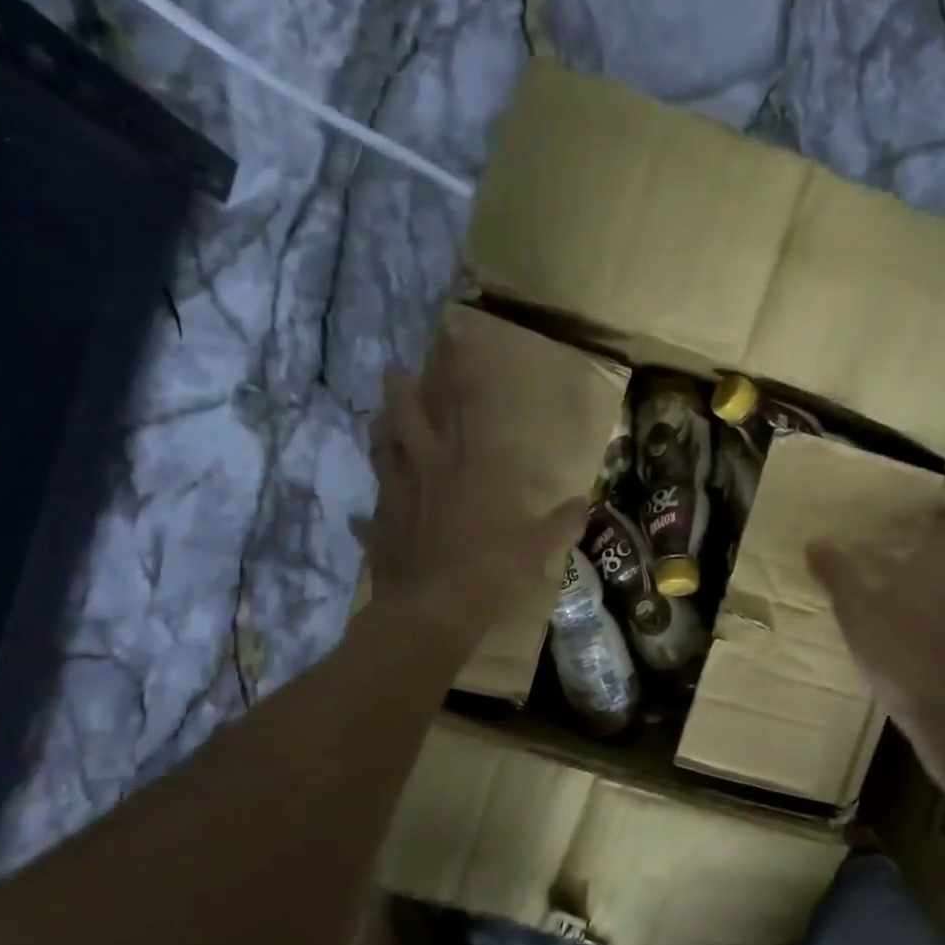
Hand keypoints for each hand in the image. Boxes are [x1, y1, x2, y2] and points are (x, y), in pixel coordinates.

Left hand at [360, 325, 585, 652]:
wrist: (433, 612)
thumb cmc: (491, 571)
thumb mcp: (538, 548)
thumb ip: (560, 523)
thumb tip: (582, 504)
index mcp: (471, 467)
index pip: (466, 404)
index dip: (460, 366)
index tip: (451, 331)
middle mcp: (429, 471)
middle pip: (408, 419)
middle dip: (401, 390)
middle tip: (393, 369)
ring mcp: (398, 498)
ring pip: (383, 453)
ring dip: (379, 432)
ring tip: (376, 416)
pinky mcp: (380, 529)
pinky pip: (371, 516)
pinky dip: (368, 514)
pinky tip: (362, 515)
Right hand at [808, 508, 944, 734]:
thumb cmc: (901, 650)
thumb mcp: (856, 611)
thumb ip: (837, 576)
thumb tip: (816, 543)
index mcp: (936, 568)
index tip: (935, 510)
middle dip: (944, 557)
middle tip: (917, 555)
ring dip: (944, 591)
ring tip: (912, 596)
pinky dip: (941, 625)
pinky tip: (916, 637)